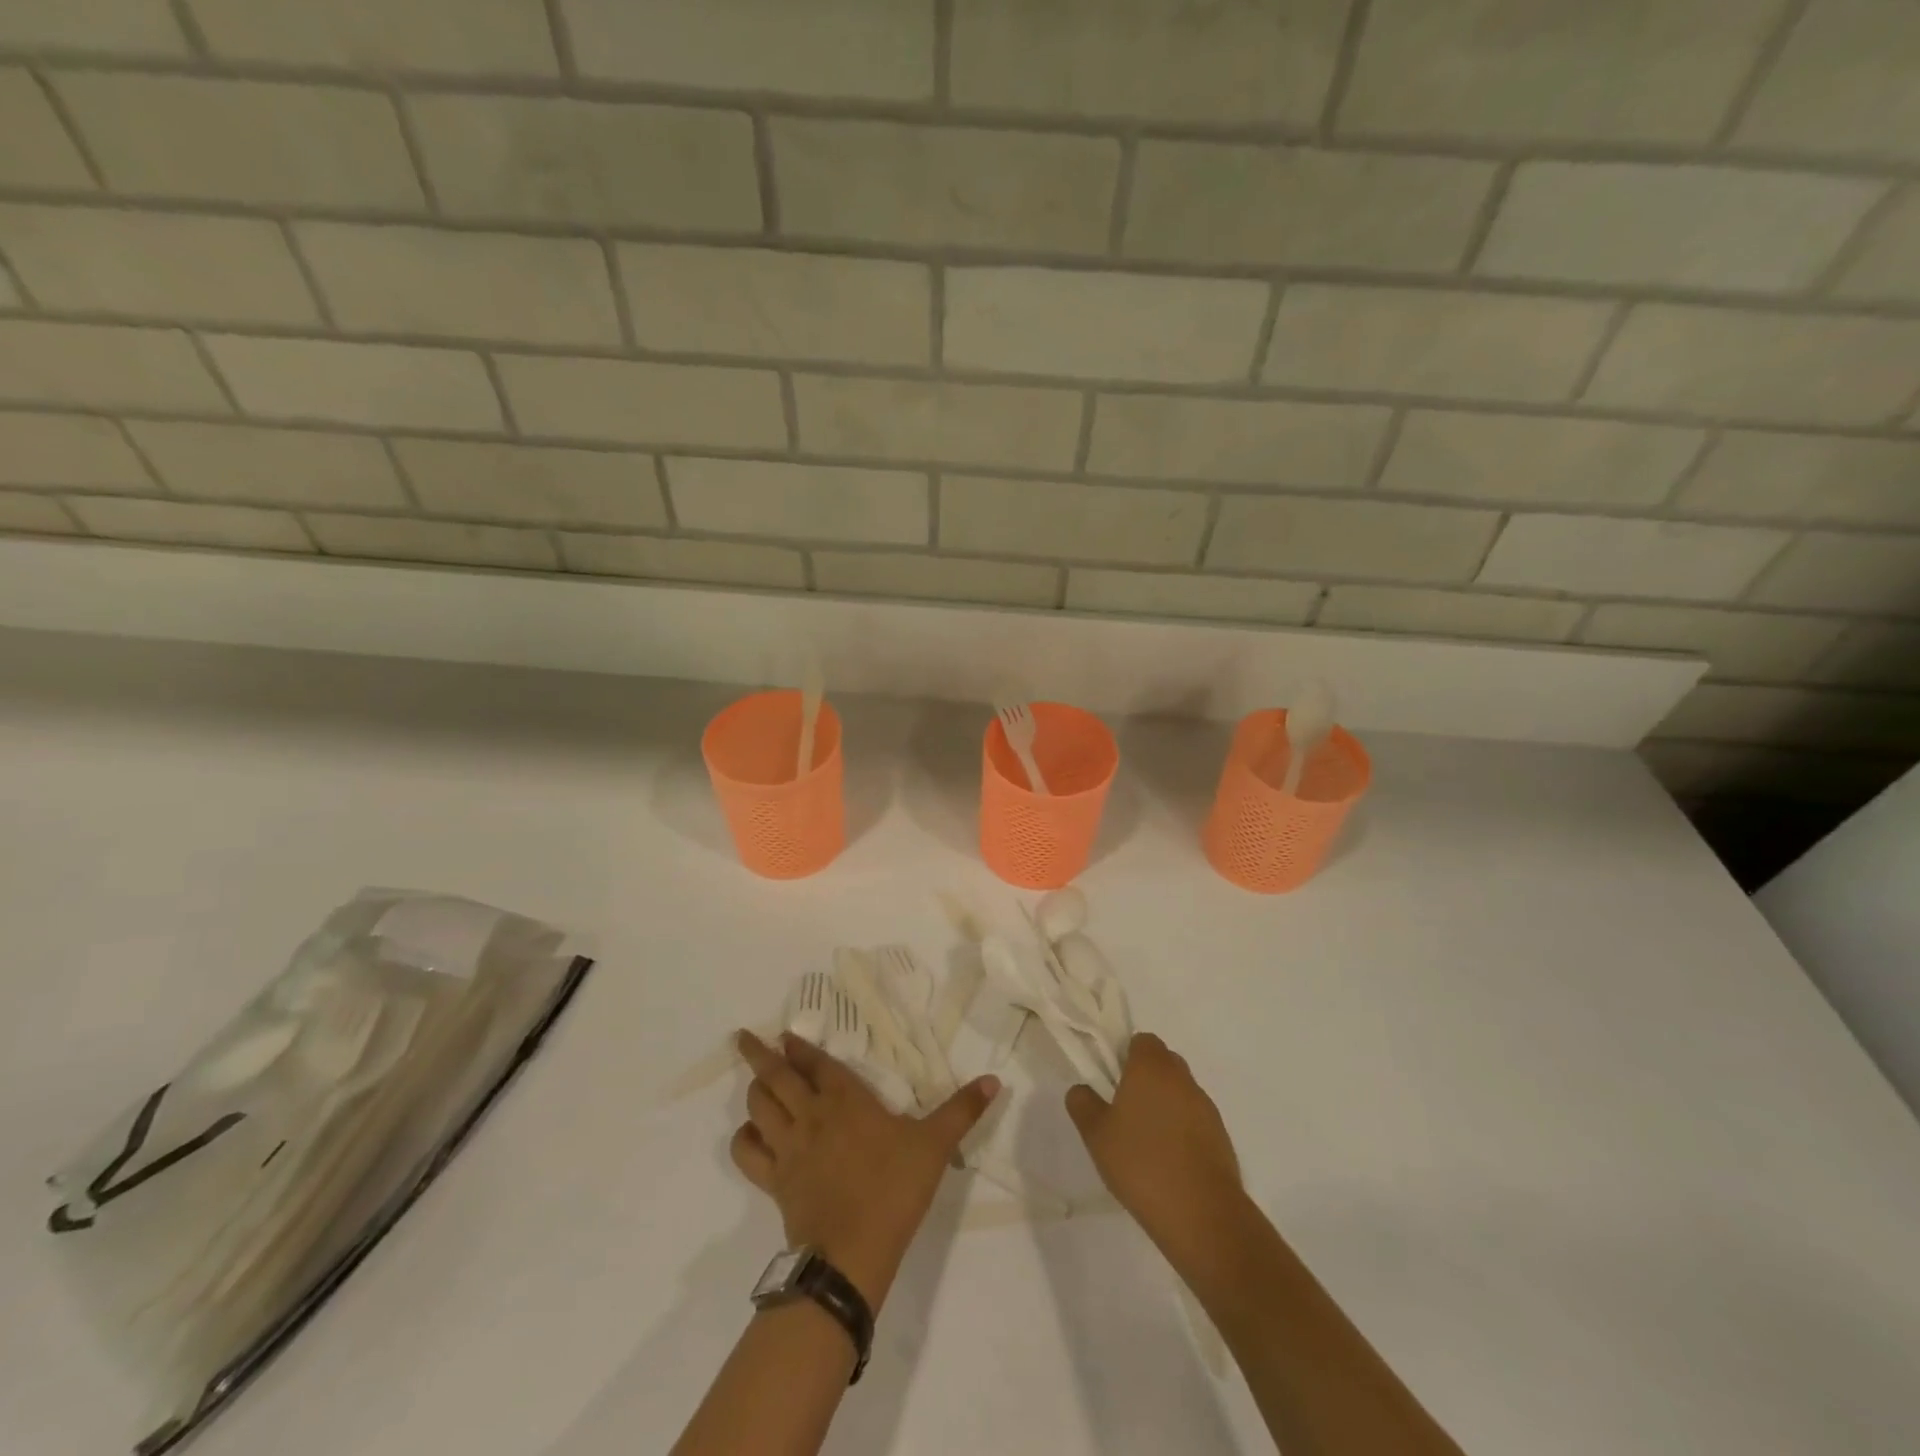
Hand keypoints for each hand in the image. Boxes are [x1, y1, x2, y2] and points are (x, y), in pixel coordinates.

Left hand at [732, 1030, 999, 1311]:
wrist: (853, 1251)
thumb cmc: (894, 1188)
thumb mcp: (935, 1145)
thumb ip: (962, 1110)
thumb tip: (994, 1080)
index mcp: (845, 1099)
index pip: (815, 1062)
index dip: (799, 1046)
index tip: (784, 1034)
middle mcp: (810, 1114)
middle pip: (775, 1076)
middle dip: (757, 1054)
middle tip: (744, 1039)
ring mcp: (788, 1147)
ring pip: (758, 1107)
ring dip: (753, 1090)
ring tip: (754, 1080)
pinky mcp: (774, 1180)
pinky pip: (747, 1151)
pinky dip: (744, 1137)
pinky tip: (751, 1134)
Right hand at [1066, 1033, 1246, 1275]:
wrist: (1202, 1214)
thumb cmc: (1142, 1163)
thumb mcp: (1096, 1135)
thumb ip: (1083, 1104)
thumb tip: (1082, 1090)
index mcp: (1151, 1067)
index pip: (1142, 1041)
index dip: (1127, 1055)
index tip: (1113, 1082)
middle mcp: (1182, 1078)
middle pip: (1164, 1062)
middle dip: (1146, 1079)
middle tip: (1125, 1109)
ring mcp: (1206, 1107)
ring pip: (1181, 1092)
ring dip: (1166, 1105)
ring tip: (1146, 1141)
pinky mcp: (1222, 1137)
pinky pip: (1196, 1120)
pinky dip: (1182, 1130)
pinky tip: (1169, 1161)